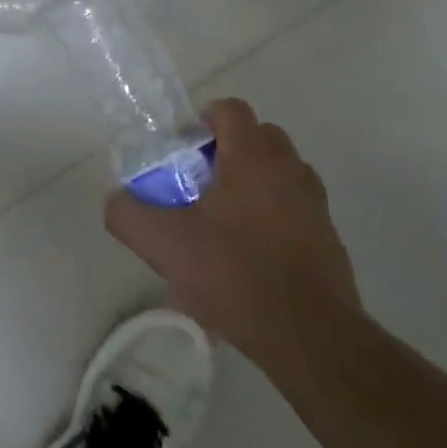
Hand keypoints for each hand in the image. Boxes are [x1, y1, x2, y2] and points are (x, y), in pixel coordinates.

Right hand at [105, 100, 361, 389]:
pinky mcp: (329, 238)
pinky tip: (249, 261)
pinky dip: (272, 220)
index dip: (202, 121)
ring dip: (250, 186)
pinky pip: (293, 210)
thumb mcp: (163, 244)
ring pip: (277, 174)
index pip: (229, 109)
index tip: (182, 153)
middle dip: (226, 154)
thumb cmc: (236, 274)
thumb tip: (117, 200)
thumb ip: (128, 214)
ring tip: (222, 228)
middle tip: (198, 188)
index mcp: (253, 156)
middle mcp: (289, 168)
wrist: (312, 339)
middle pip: (256, 138)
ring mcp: (314, 203)